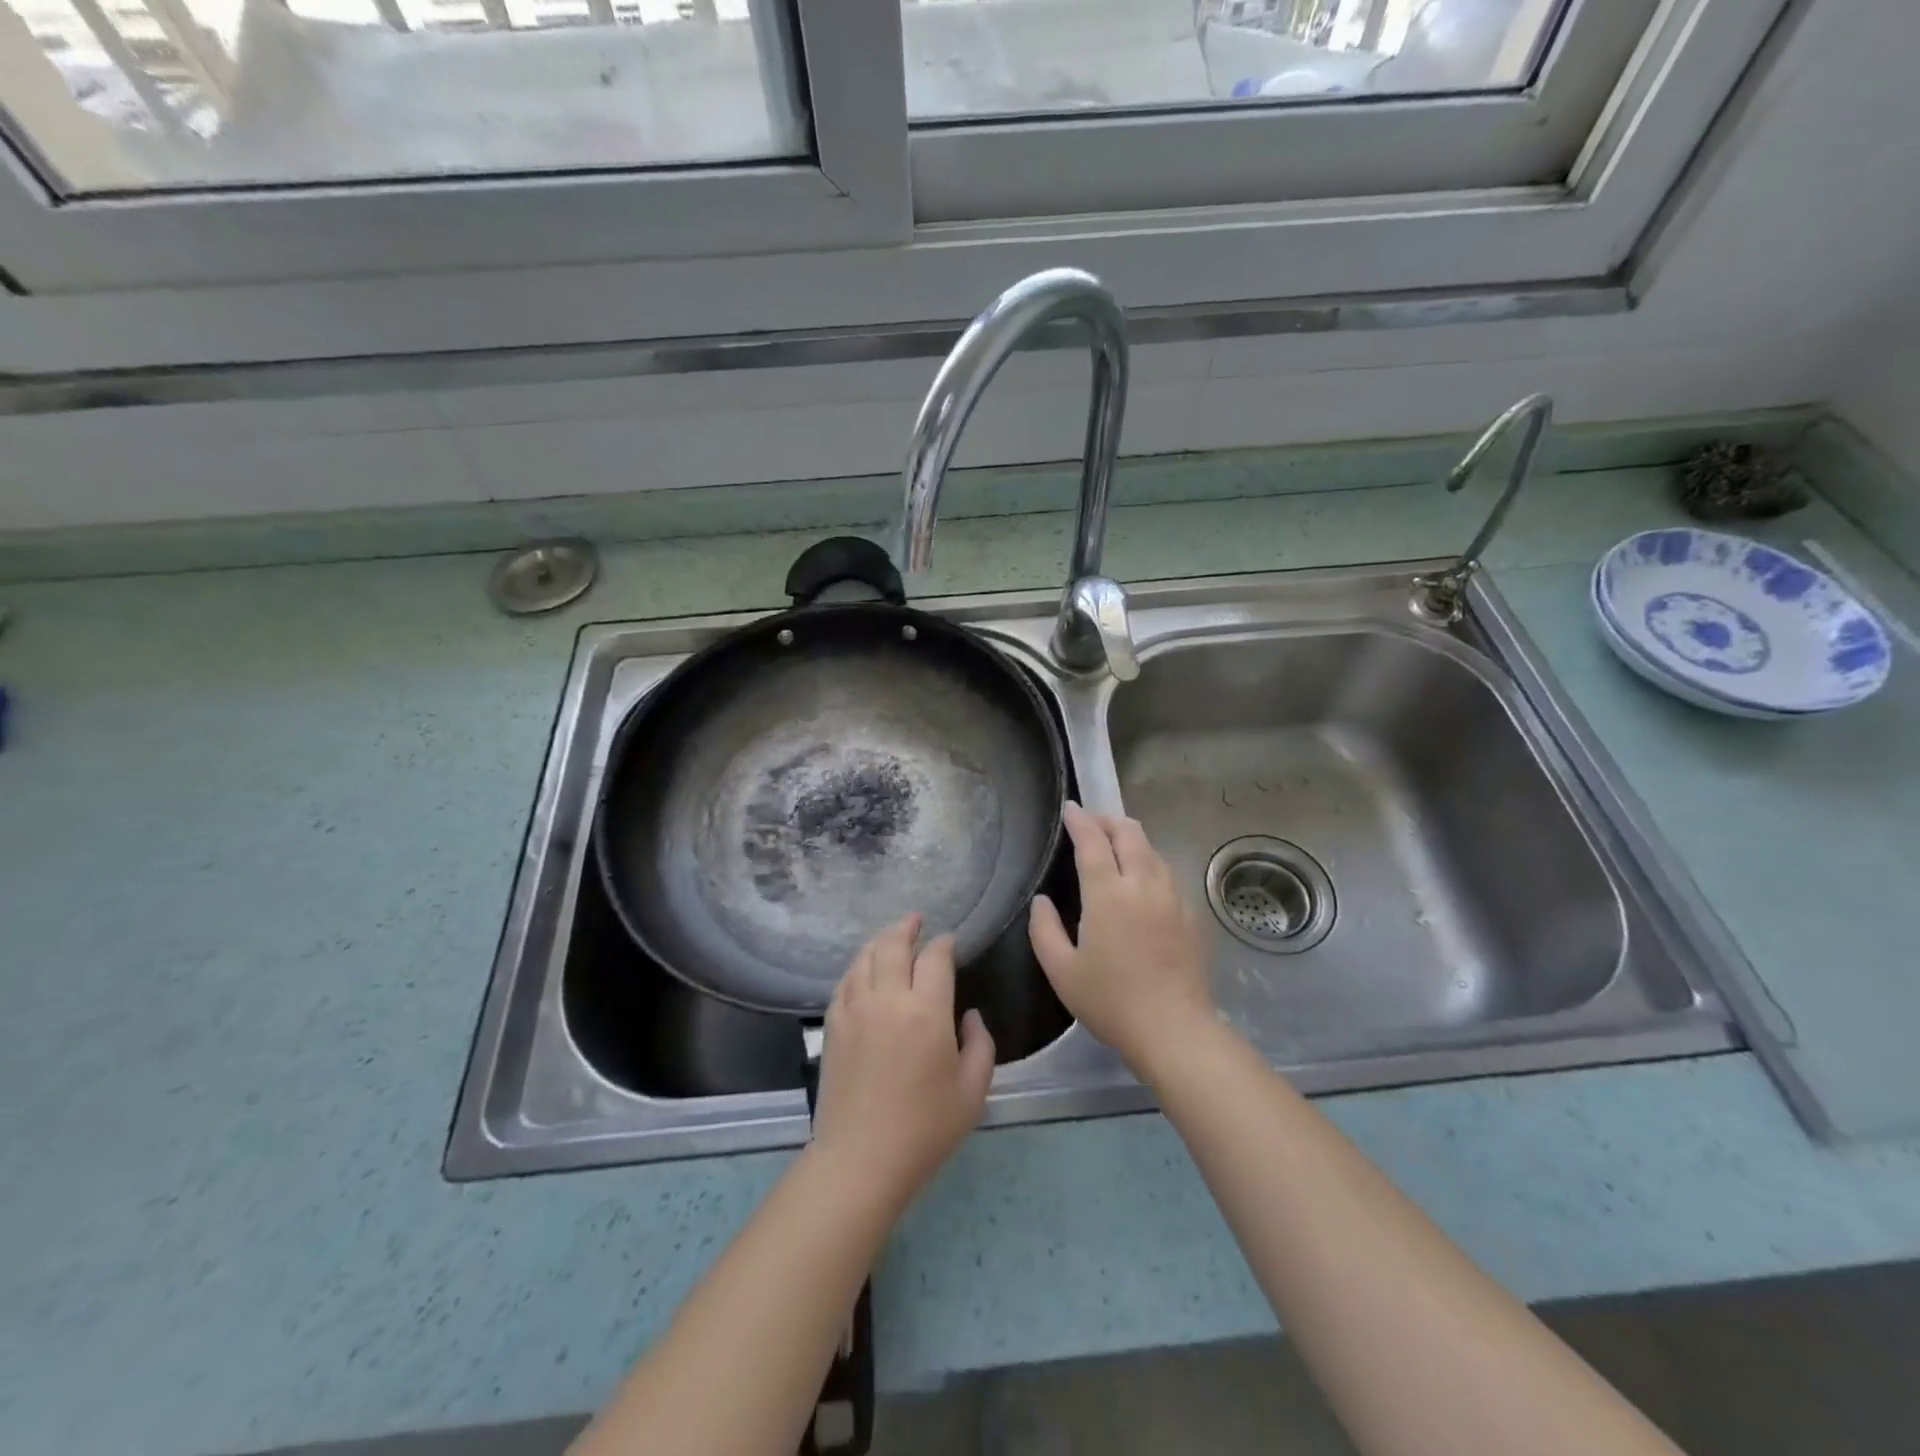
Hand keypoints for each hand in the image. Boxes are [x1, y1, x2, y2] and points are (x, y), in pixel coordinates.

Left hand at [810, 914, 995, 1213]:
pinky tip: (864, 968)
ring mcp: (855, 1008)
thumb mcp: (973, 1091)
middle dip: (907, 927)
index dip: (944, 944)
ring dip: (881, 940)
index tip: (950, 942)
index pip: (935, 958)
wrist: (861, 1159)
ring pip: (866, 957)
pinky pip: (845, 980)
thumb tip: (969, 1016)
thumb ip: (980, 1045)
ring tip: (892, 936)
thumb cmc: (925, 1128)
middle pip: (894, 945)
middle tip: (916, 920)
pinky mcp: (833, 1025)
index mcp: (927, 1010)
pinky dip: (858, 965)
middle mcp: (888, 998)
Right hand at [1029, 802, 1214, 1076]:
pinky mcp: (1191, 913)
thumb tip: (1042, 900)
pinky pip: (1167, 873)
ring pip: (1152, 850)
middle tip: (1093, 822)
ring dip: (1131, 839)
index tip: (1070, 808)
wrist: (1174, 1029)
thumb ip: (1044, 930)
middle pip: (1129, 833)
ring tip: (1117, 845)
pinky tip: (1143, 880)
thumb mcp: (1062, 971)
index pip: (1093, 841)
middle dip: (1108, 820)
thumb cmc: (1110, 1001)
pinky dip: (1150, 863)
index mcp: (1107, 894)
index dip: (1080, 820)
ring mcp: (1172, 897)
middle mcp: (1143, 884)